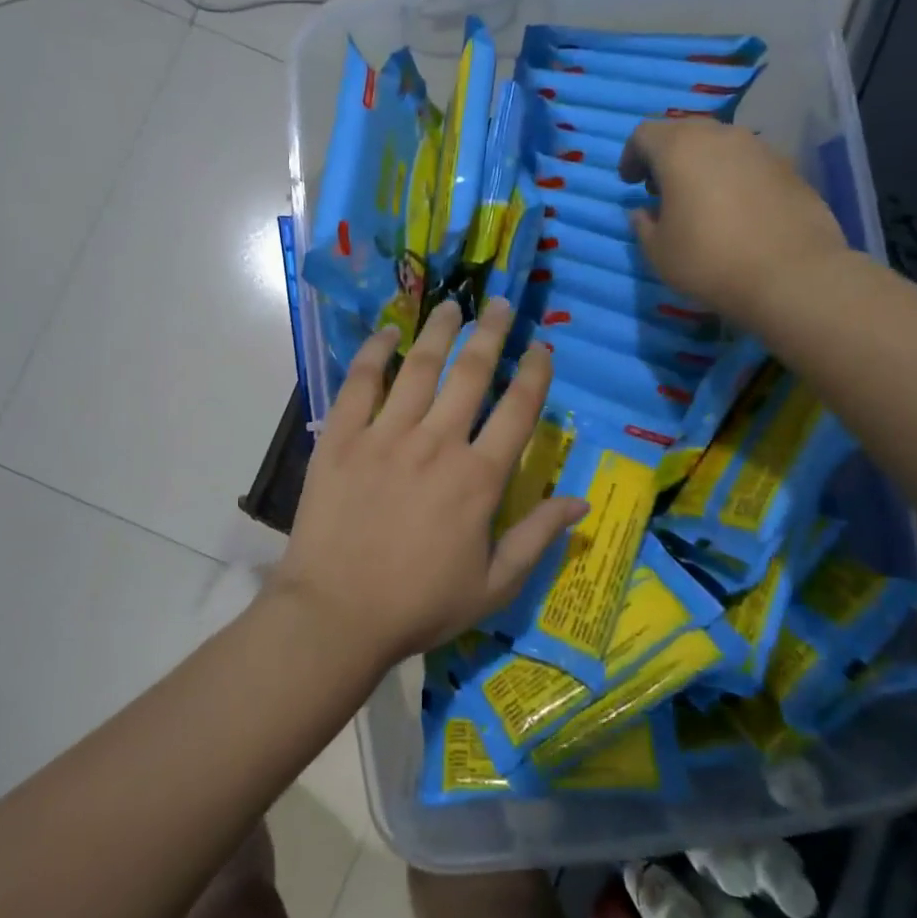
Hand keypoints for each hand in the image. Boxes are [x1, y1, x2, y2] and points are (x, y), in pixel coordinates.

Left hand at [270, 299, 587, 670]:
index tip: (542, 346)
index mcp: (478, 478)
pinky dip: (375, 354)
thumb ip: (537, 539)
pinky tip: (387, 333)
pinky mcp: (342, 439)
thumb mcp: (493, 586)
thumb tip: (580, 503)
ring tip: (450, 306)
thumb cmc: (419, 606)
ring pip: (420, 368)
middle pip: (471, 374)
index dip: (535, 373)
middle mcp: (437, 443)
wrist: (336, 614)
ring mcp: (385, 435)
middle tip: (497, 303)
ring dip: (439, 332)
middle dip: (490, 333)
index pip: (518, 411)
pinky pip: (360, 384)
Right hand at [619, 120, 848, 325]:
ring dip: (701, 165)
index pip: (644, 134)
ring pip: (719, 145)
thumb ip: (643, 224)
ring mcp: (760, 148)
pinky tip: (734, 210)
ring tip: (698, 201)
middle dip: (666, 156)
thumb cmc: (709, 260)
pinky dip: (731, 176)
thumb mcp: (658, 251)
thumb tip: (644, 212)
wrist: (791, 275)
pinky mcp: (788, 167)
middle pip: (683, 132)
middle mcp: (721, 136)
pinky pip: (747, 162)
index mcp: (680, 149)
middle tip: (660, 190)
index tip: (630, 183)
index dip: (631, 156)